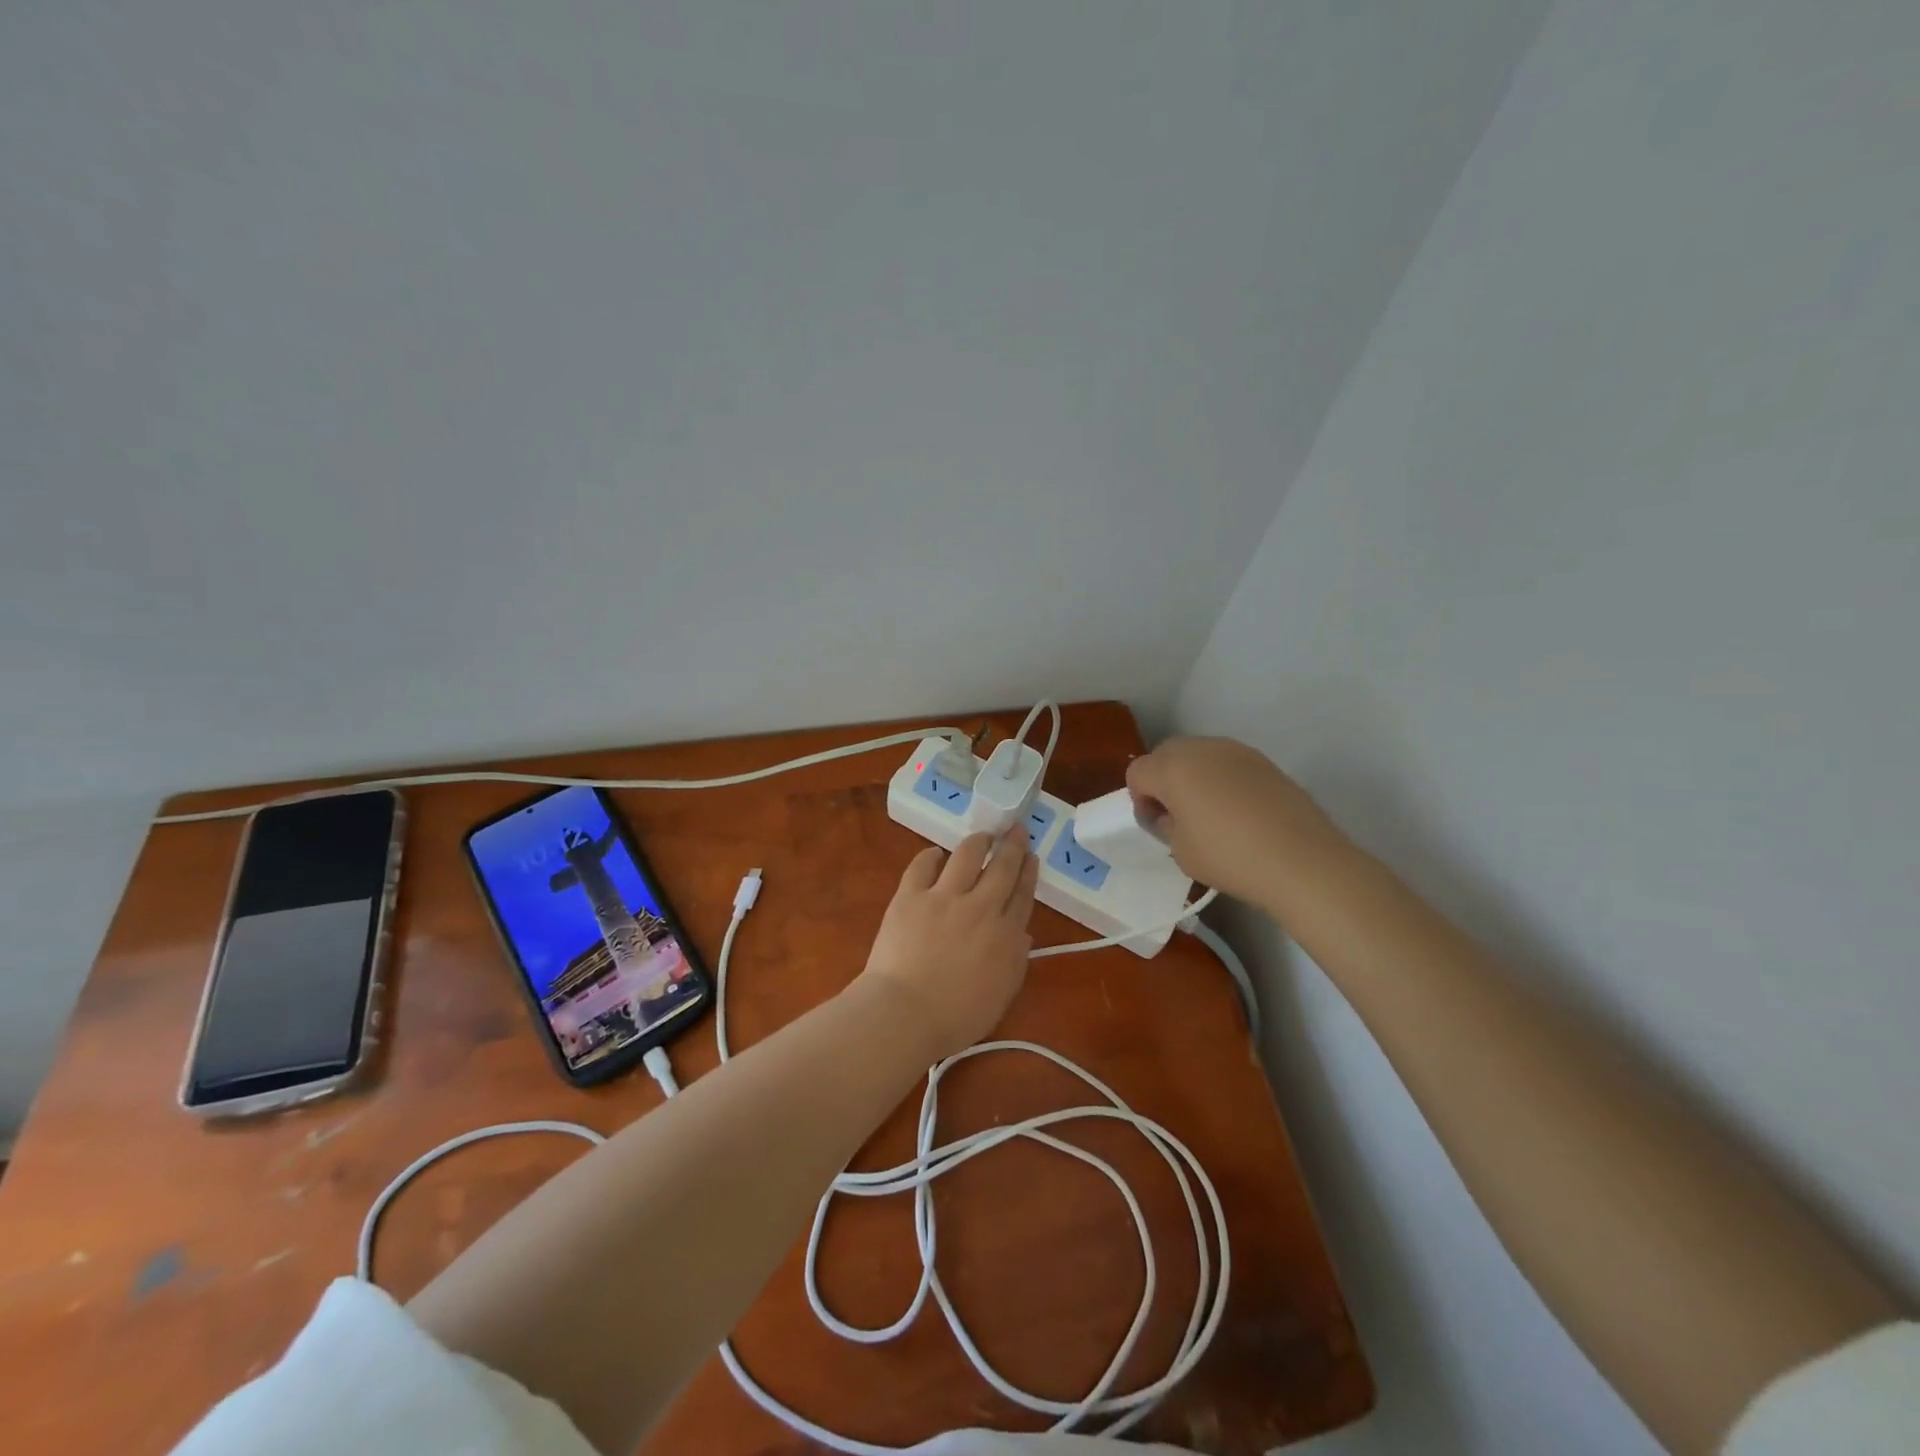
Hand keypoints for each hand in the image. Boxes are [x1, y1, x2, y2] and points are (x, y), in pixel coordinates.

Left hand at [855, 828, 1038, 1061]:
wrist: (906, 1013)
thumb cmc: (956, 1017)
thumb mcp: (1001, 996)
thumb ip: (1015, 961)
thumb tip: (1021, 934)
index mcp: (1005, 935)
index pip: (1022, 895)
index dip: (1028, 873)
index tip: (1031, 856)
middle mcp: (980, 907)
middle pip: (1002, 868)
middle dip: (1012, 845)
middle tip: (1016, 829)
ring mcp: (944, 897)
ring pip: (967, 856)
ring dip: (978, 842)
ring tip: (983, 836)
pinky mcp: (910, 895)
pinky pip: (922, 866)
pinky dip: (930, 856)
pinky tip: (935, 853)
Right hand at [1125, 737, 1345, 907]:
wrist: (1302, 861)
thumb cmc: (1230, 857)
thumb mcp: (1180, 851)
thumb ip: (1165, 824)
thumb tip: (1168, 813)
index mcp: (1172, 768)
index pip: (1137, 772)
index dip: (1140, 799)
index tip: (1157, 824)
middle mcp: (1201, 748)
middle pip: (1166, 754)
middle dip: (1163, 780)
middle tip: (1178, 816)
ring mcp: (1236, 751)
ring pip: (1198, 754)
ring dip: (1193, 776)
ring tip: (1210, 813)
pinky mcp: (1264, 761)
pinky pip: (1227, 763)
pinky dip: (1221, 779)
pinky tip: (1238, 811)